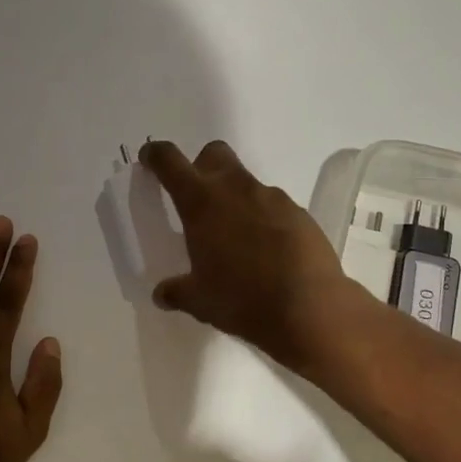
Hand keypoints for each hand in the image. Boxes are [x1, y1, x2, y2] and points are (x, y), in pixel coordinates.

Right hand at [138, 140, 364, 372]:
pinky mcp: (299, 213)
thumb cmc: (242, 299)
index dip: (156, 155)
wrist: (310, 308)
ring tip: (236, 238)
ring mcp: (271, 197)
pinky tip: (267, 251)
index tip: (150, 160)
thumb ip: (177, 291)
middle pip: (214, 154)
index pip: (169, 162)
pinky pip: (273, 206)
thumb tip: (162, 294)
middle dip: (202, 166)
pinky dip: (263, 219)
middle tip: (198, 198)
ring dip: (235, 198)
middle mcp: (235, 189)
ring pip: (246, 182)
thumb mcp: (199, 301)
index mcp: (201, 203)